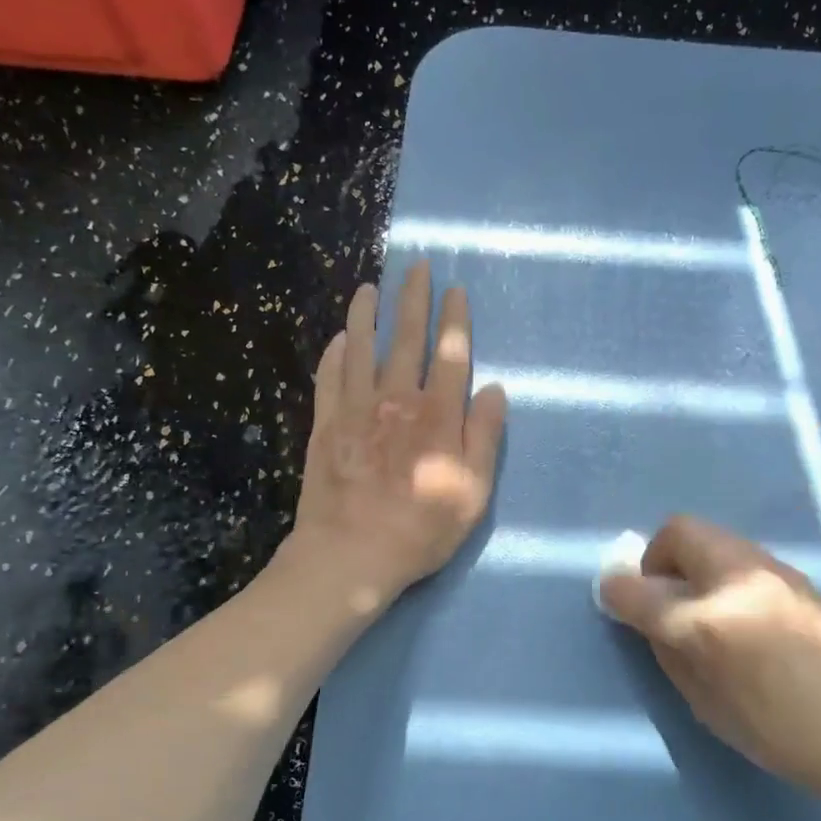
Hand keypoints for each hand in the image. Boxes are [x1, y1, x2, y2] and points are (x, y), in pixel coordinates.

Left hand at [291, 263, 506, 606]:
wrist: (351, 555)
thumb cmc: (421, 529)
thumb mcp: (472, 492)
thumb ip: (484, 438)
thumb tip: (494, 389)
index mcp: (437, 417)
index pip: (451, 356)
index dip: (455, 320)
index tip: (456, 290)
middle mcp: (396, 401)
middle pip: (407, 339)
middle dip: (414, 300)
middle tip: (416, 266)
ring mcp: (355, 410)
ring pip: (362, 348)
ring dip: (367, 314)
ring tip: (369, 287)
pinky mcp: (325, 425)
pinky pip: (329, 377)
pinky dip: (335, 353)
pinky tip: (339, 338)